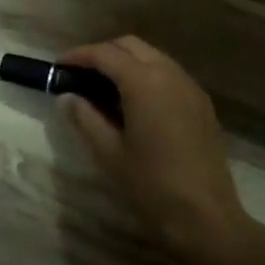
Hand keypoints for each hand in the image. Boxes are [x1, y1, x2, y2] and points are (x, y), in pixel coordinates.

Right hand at [58, 36, 257, 263]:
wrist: (206, 218)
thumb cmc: (151, 185)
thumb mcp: (109, 152)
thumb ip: (86, 118)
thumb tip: (68, 97)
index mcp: (144, 82)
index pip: (105, 54)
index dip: (78, 56)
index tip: (58, 67)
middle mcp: (170, 74)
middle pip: (131, 46)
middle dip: (103, 53)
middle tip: (80, 75)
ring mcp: (190, 88)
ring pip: (153, 57)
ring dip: (126, 63)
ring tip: (103, 89)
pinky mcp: (202, 105)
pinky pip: (169, 75)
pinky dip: (147, 76)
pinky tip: (133, 103)